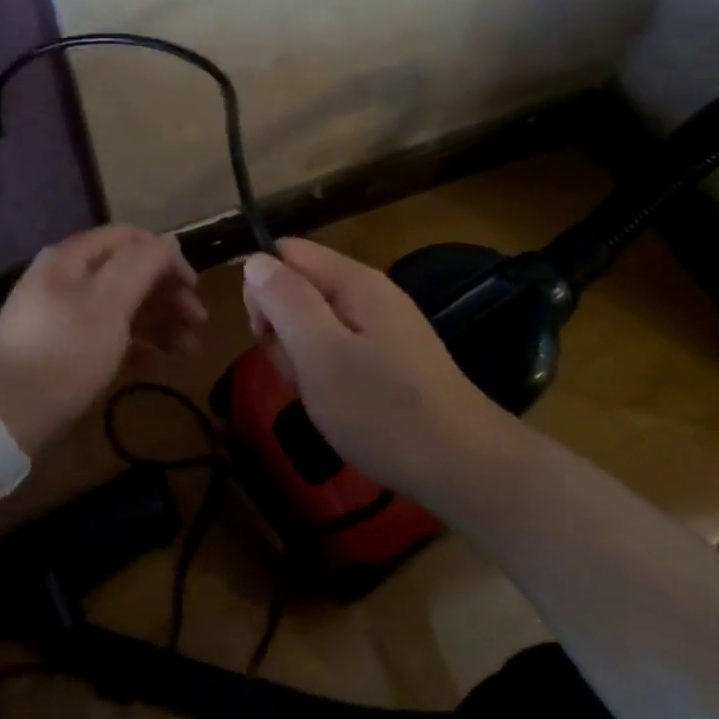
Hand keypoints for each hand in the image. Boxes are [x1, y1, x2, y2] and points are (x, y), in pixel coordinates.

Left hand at [0, 226, 205, 456]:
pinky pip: (111, 333)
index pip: (131, 238)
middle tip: (199, 323)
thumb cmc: (62, 353)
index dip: (166, 256)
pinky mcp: (66, 349)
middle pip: (129, 272)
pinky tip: (160, 359)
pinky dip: (139, 341)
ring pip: (124, 305)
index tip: (194, 286)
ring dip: (160, 320)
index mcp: (73, 258)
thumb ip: (141, 265)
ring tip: (189, 349)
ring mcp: (66, 315)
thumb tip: (168, 242)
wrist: (1, 417)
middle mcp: (69, 279)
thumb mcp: (107, 303)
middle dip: (168, 293)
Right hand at [241, 238, 495, 496]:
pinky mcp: (392, 356)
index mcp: (353, 280)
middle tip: (297, 372)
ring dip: (302, 354)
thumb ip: (285, 300)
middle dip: (282, 326)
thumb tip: (255, 260)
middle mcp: (370, 292)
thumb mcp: (320, 353)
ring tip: (318, 394)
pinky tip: (338, 403)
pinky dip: (327, 371)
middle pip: (301, 286)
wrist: (463, 466)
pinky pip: (341, 346)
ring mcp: (384, 324)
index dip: (263, 288)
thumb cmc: (382, 410)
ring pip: (317, 321)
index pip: (286, 252)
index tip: (264, 335)